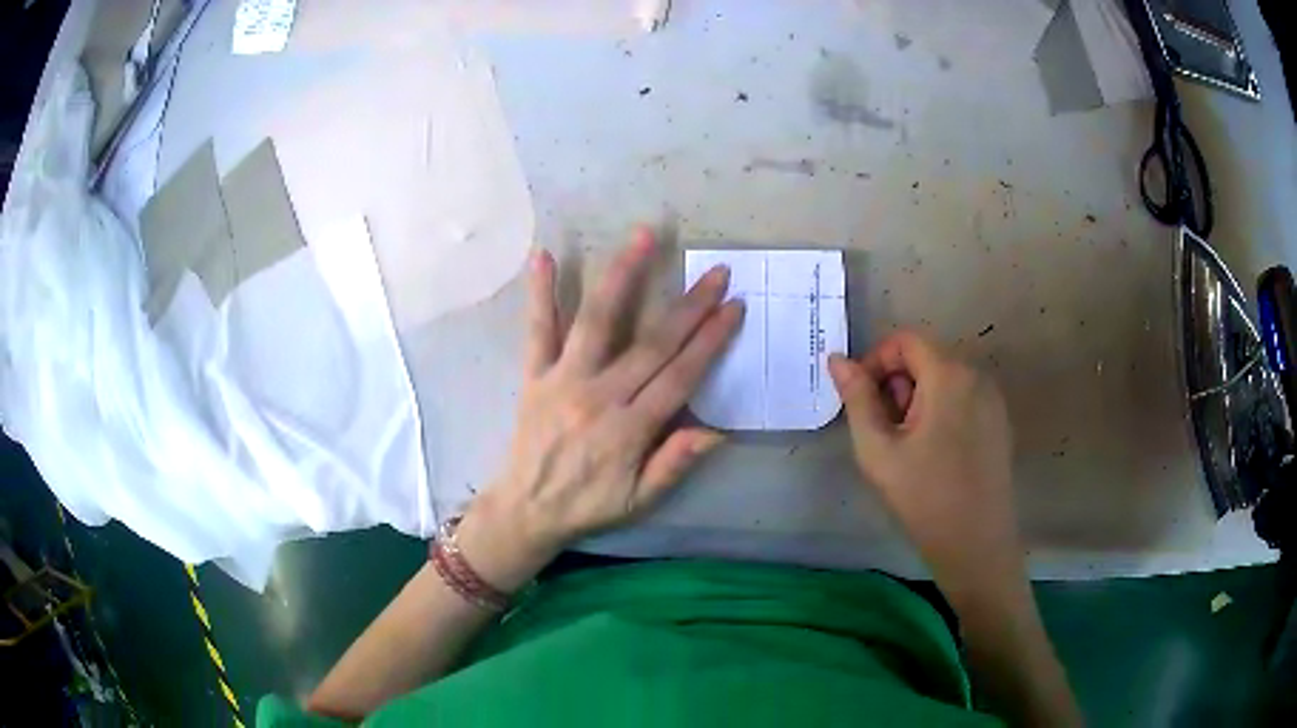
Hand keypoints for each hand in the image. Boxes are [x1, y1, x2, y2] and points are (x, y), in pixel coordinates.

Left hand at [458, 227, 744, 589]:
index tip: (734, 308)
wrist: (525, 509)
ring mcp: (562, 380)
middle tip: (716, 272)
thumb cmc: (588, 505)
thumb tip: (717, 432)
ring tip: (643, 237)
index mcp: (628, 430)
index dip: (710, 341)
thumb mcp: (639, 500)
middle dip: (689, 306)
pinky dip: (540, 293)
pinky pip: (537, 330)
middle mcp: (598, 396)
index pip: (680, 376)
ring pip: (597, 321)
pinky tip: (543, 255)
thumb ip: (675, 464)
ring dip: (622, 276)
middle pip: (652, 343)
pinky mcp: (534, 374)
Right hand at [828, 332, 1021, 596]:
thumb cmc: (923, 497)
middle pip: (926, 356)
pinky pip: (963, 395)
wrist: (975, 543)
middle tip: (885, 430)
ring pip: (944, 376)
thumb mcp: (878, 450)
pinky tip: (934, 451)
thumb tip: (837, 360)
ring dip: (918, 396)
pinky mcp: (999, 419)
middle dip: (897, 383)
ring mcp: (993, 397)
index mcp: (949, 375)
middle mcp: (977, 374)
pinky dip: (941, 408)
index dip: (876, 361)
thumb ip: (857, 399)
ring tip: (908, 444)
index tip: (862, 401)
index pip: (905, 340)